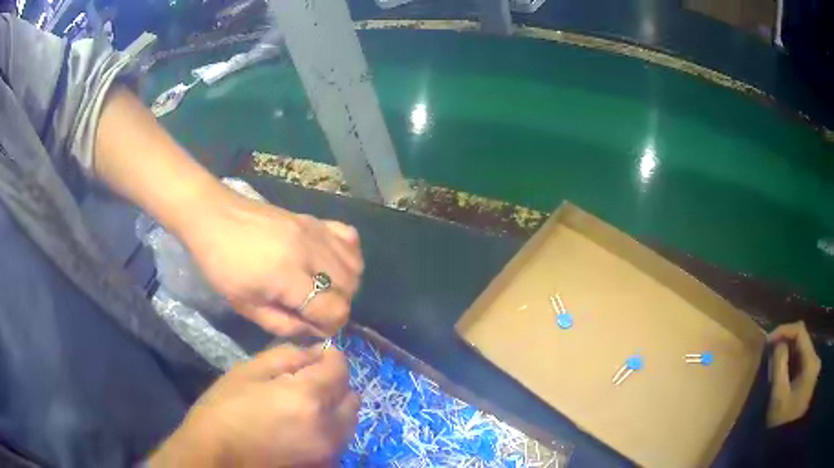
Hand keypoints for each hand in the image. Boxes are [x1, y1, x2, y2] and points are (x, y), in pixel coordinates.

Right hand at [148, 345, 358, 466]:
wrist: (214, 457)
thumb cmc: (223, 411)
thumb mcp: (248, 372)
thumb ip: (288, 357)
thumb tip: (317, 352)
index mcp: (309, 399)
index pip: (340, 369)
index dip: (331, 356)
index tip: (318, 353)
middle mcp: (329, 428)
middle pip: (351, 396)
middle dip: (334, 382)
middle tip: (307, 379)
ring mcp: (329, 451)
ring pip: (349, 420)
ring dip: (334, 406)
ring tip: (303, 404)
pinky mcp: (324, 465)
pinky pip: (339, 439)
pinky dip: (329, 427)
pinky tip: (302, 425)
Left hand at [184, 189, 363, 336]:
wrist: (214, 216)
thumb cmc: (222, 265)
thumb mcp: (245, 305)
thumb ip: (282, 324)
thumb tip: (314, 330)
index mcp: (288, 276)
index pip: (335, 309)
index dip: (330, 327)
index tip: (313, 328)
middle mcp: (309, 252)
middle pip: (349, 289)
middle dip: (338, 308)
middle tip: (314, 311)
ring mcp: (315, 231)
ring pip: (354, 266)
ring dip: (345, 285)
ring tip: (323, 290)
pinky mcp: (314, 220)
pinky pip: (349, 239)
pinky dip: (349, 256)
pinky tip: (331, 264)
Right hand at [766, 321, 820, 427]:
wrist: (785, 442)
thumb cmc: (782, 421)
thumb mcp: (778, 397)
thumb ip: (779, 366)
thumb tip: (777, 343)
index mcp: (811, 361)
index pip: (800, 331)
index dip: (784, 330)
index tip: (767, 340)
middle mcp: (815, 359)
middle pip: (802, 342)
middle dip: (785, 344)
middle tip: (769, 352)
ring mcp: (813, 369)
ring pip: (801, 353)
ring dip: (788, 355)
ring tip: (773, 363)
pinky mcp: (809, 378)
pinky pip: (801, 363)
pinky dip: (791, 365)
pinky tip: (782, 374)